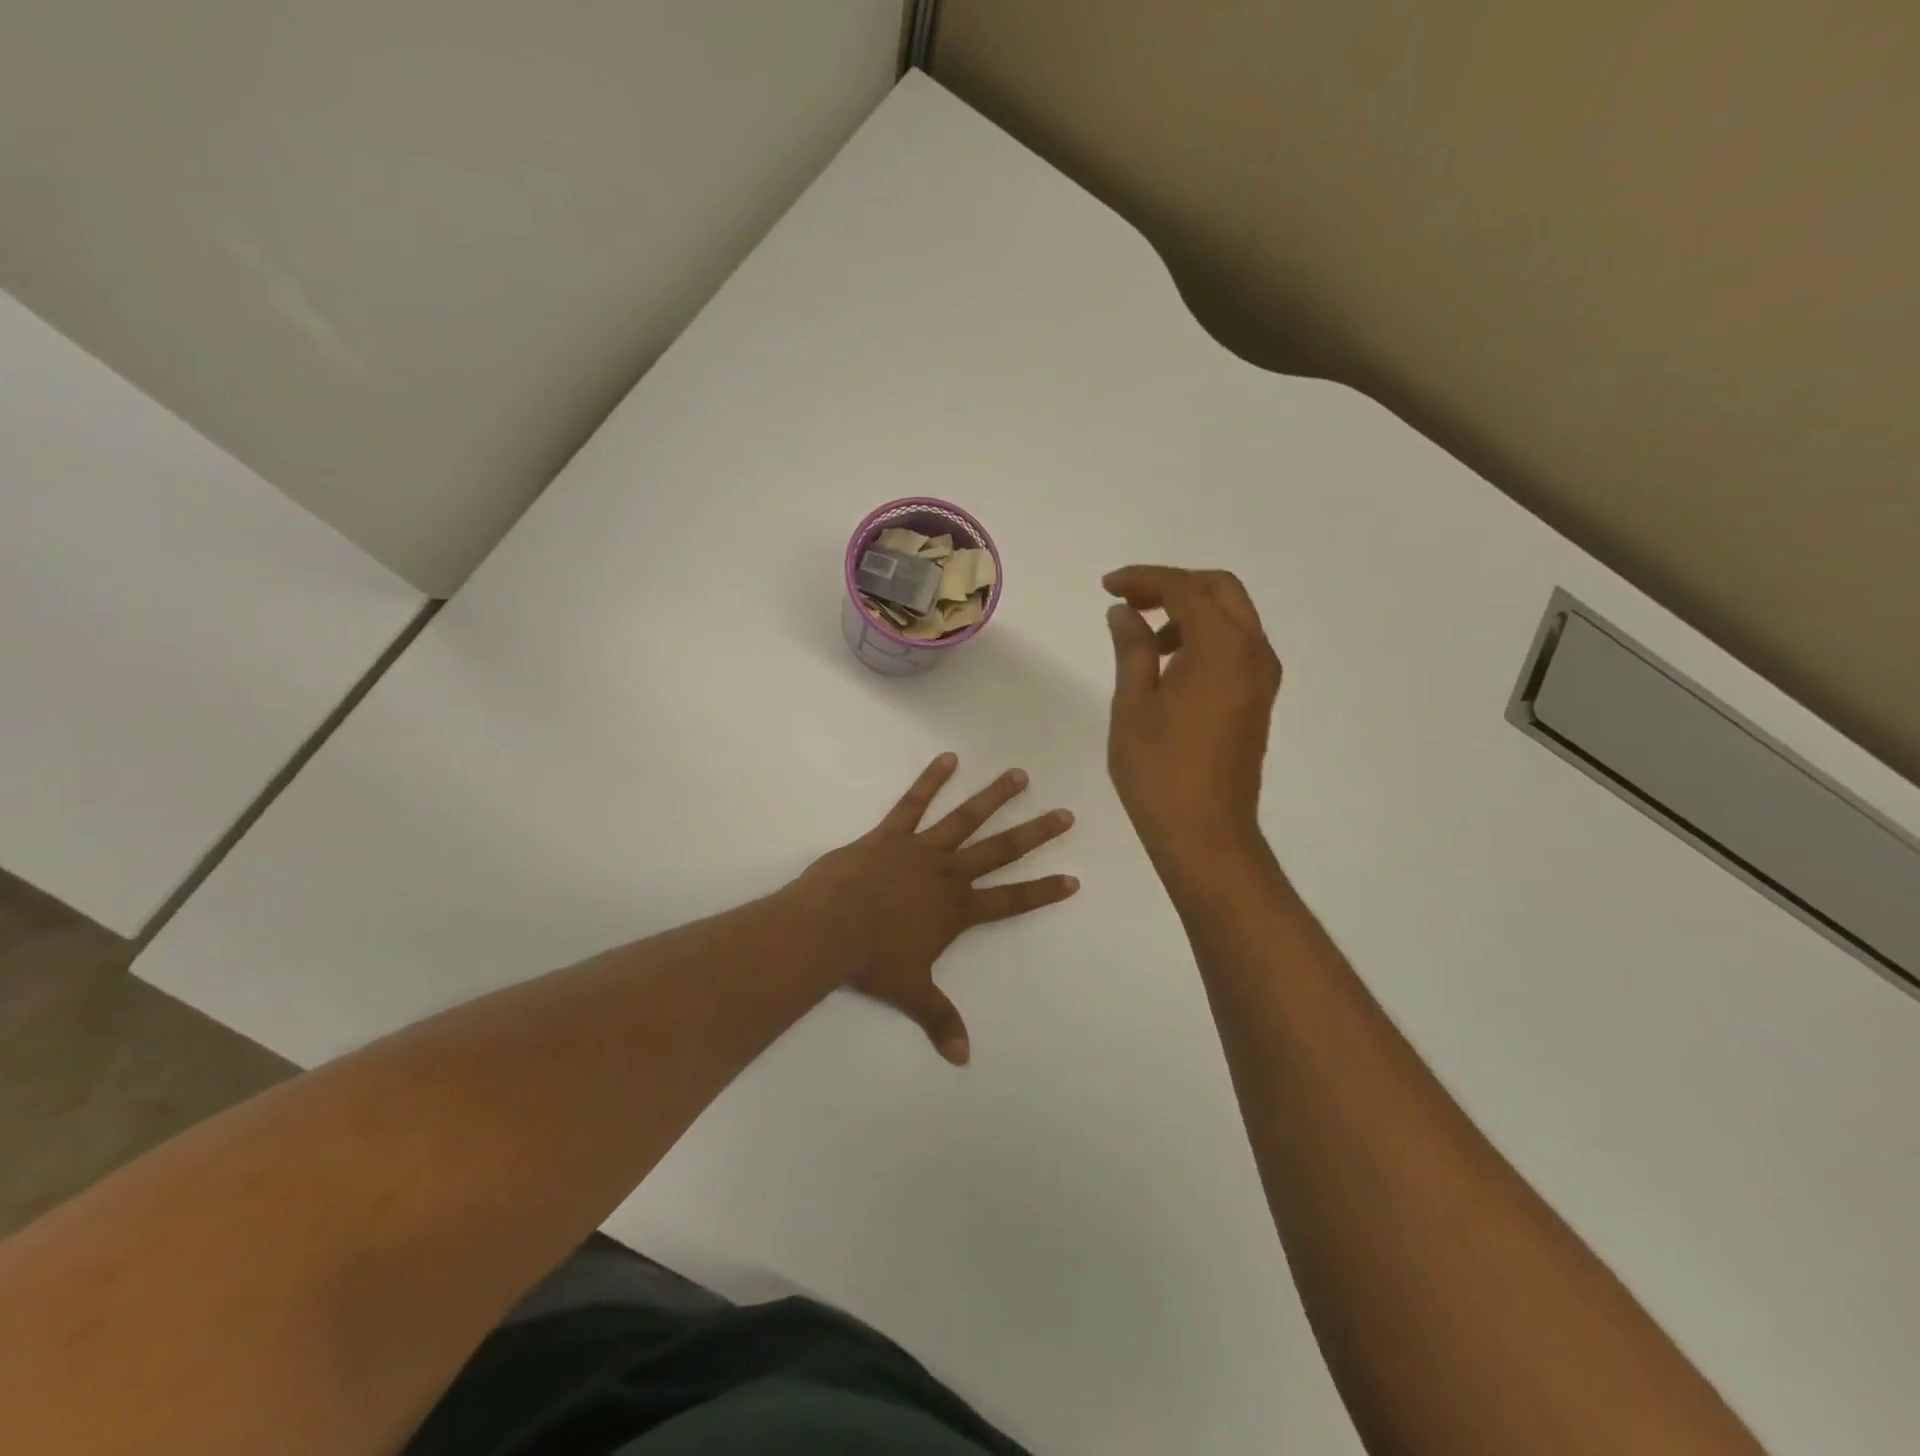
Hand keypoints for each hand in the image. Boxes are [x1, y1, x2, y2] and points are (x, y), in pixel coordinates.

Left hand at [797, 755, 1078, 1064]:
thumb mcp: (910, 992)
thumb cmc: (872, 960)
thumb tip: (962, 1059)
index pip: (1011, 901)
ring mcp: (921, 849)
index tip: (1074, 878)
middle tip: (1064, 814)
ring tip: (1019, 775)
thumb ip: (939, 1019)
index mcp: (957, 909)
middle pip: (1000, 850)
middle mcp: (948, 874)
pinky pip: (914, 803)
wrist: (830, 927)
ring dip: (994, 796)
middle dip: (1035, 834)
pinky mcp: (891, 834)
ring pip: (965, 818)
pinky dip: (931, 779)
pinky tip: (948, 758)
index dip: (1043, 891)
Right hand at [1103, 566, 1281, 863]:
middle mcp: (1253, 652)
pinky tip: (1169, 663)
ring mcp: (1261, 677)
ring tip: (1145, 637)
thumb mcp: (1134, 704)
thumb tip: (1124, 612)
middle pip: (1220, 590)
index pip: (1186, 589)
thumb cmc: (1159, 770)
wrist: (1205, 832)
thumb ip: (1132, 648)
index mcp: (1222, 648)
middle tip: (1129, 601)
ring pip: (1232, 617)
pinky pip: (1236, 646)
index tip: (1107, 587)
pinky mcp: (1258, 699)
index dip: (1144, 579)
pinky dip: (1204, 636)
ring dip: (1190, 611)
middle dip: (1173, 585)